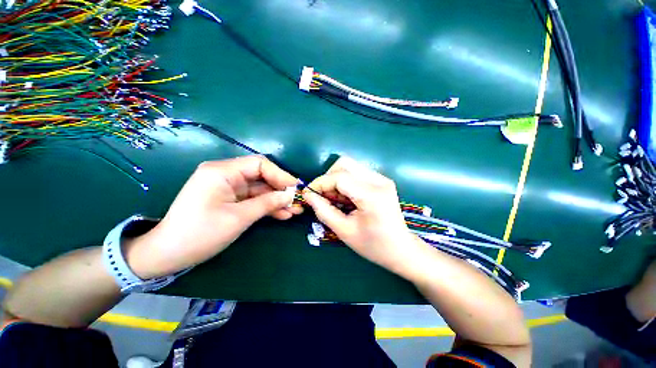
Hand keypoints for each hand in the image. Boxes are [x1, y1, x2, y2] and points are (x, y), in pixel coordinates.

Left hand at [126, 155, 301, 277]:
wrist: (168, 254)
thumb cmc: (200, 233)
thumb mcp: (238, 217)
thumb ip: (267, 203)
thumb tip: (290, 195)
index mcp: (222, 171)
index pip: (259, 164)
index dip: (280, 175)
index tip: (296, 188)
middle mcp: (226, 175)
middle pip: (262, 177)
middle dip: (281, 189)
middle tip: (298, 201)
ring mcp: (229, 188)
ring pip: (260, 190)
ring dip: (277, 200)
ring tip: (295, 211)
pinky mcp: (230, 199)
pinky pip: (253, 199)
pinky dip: (267, 206)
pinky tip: (283, 215)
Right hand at [303, 157, 422, 273]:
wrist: (401, 249)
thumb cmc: (373, 245)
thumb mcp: (344, 231)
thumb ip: (324, 211)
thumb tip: (308, 195)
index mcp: (372, 195)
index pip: (339, 177)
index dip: (320, 183)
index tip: (308, 194)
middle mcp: (379, 181)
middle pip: (344, 164)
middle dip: (328, 178)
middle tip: (323, 196)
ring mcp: (382, 179)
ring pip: (350, 166)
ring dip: (336, 179)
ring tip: (334, 199)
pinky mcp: (381, 180)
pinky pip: (356, 173)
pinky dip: (345, 182)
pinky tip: (345, 197)